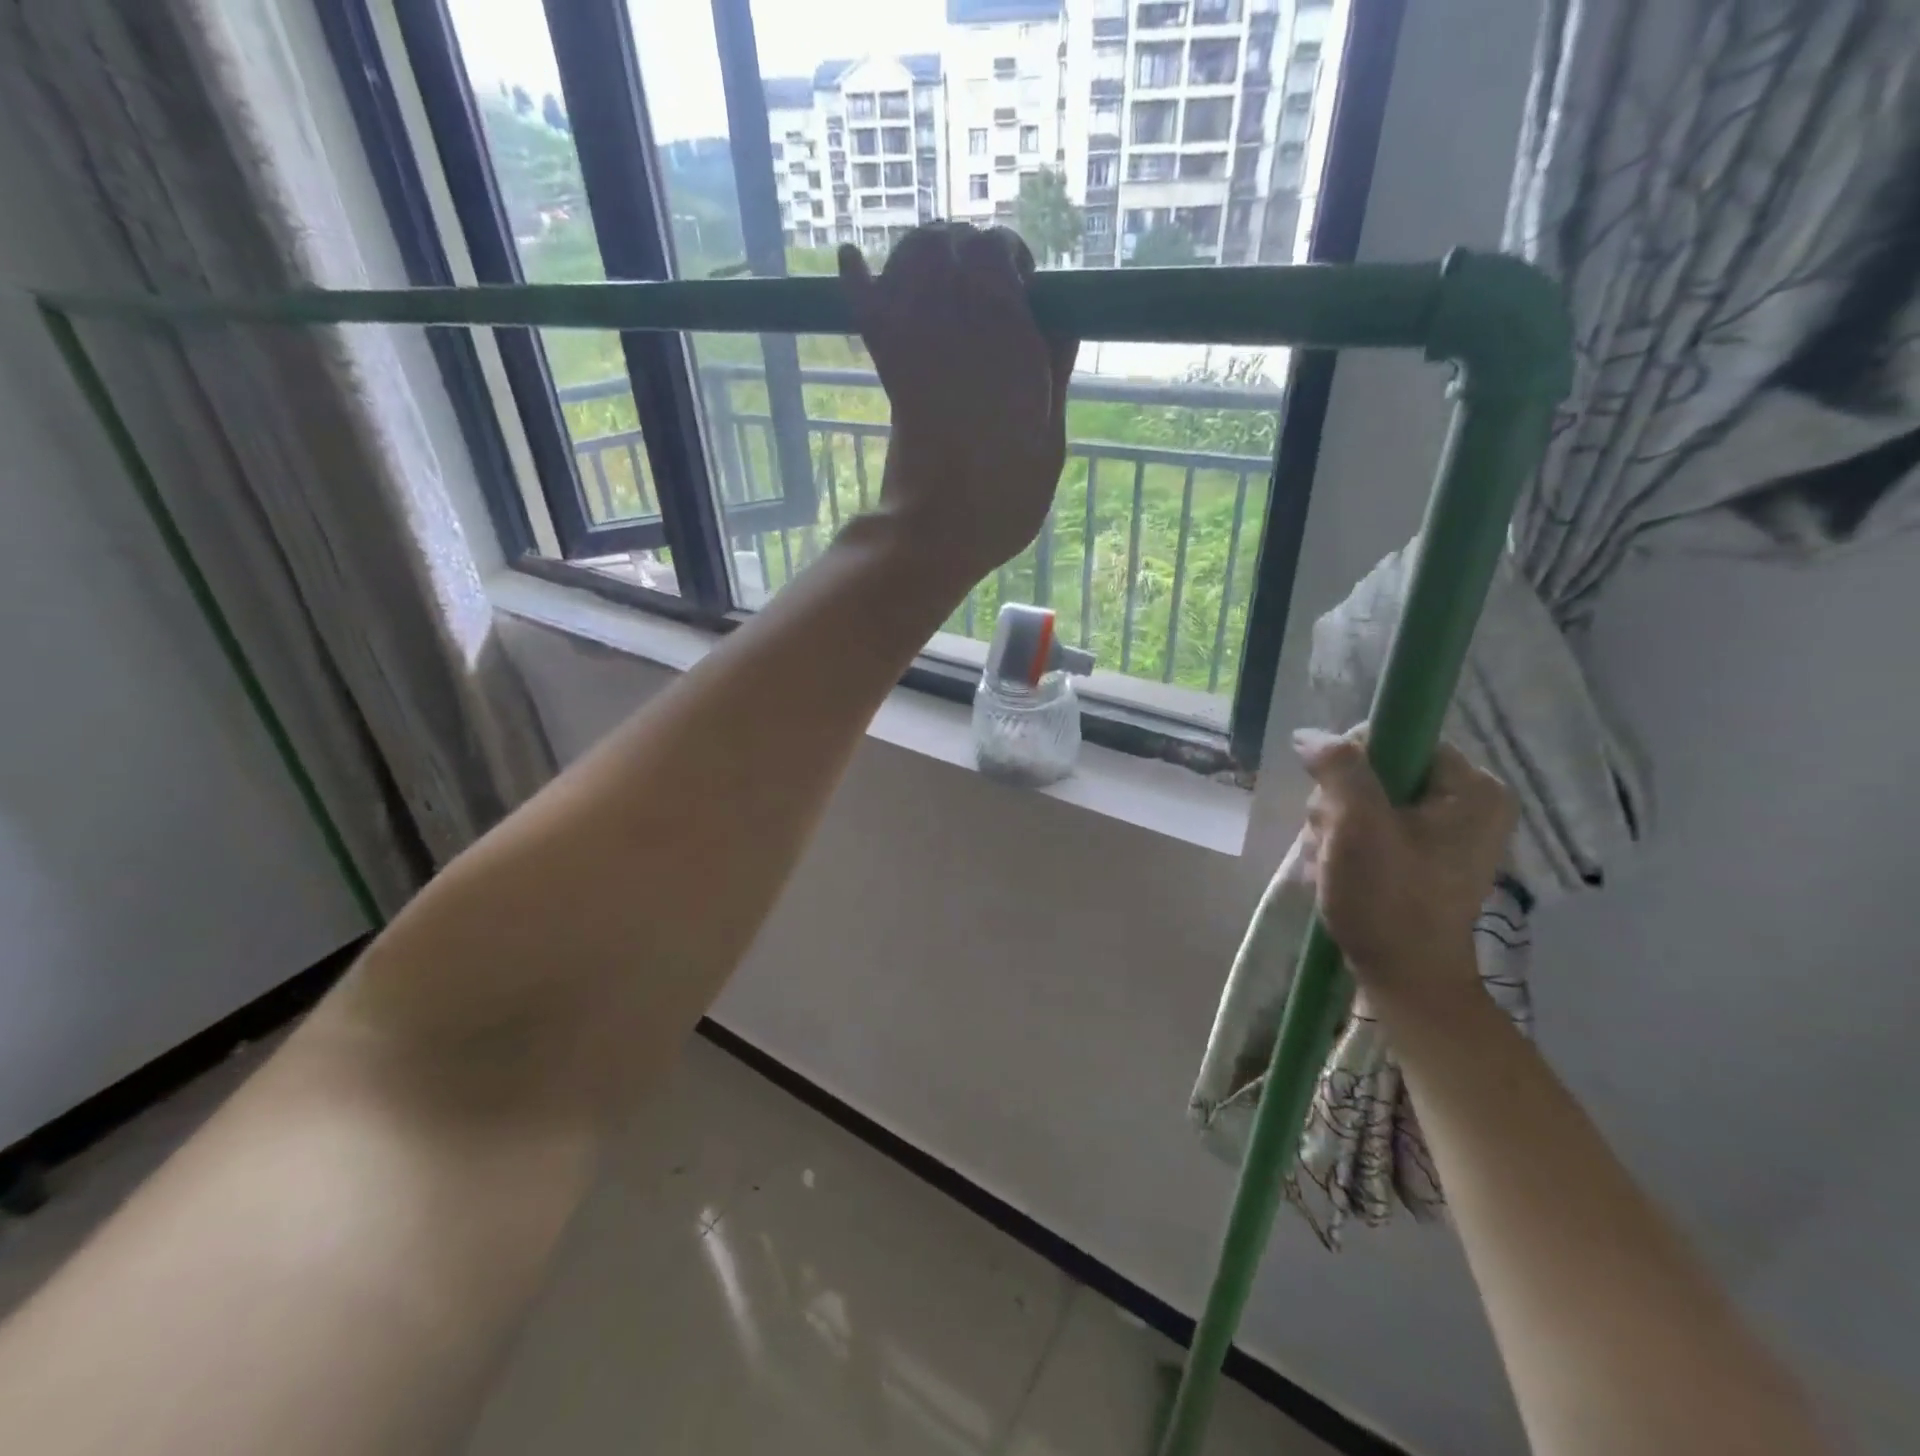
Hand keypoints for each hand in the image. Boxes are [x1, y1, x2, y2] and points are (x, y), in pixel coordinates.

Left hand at [839, 224, 1077, 587]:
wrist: (938, 529)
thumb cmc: (1006, 497)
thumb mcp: (1052, 439)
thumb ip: (1056, 373)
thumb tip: (1061, 322)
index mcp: (1008, 335)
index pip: (998, 249)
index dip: (1009, 258)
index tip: (1023, 291)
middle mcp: (958, 322)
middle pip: (950, 242)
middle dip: (967, 249)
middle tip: (983, 284)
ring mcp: (916, 342)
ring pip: (908, 259)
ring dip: (922, 255)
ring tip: (939, 278)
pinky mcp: (888, 370)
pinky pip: (865, 308)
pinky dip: (857, 281)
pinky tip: (851, 262)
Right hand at [1295, 727, 1515, 1002]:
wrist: (1404, 978)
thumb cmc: (1388, 900)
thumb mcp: (1358, 826)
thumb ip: (1337, 768)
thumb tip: (1309, 733)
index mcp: (1473, 788)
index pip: (1398, 738)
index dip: (1354, 762)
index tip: (1336, 803)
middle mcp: (1469, 803)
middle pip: (1379, 770)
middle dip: (1341, 802)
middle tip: (1334, 839)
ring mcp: (1448, 832)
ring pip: (1368, 798)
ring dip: (1336, 825)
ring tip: (1331, 860)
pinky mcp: (1425, 855)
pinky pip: (1373, 825)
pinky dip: (1347, 843)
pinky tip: (1337, 868)